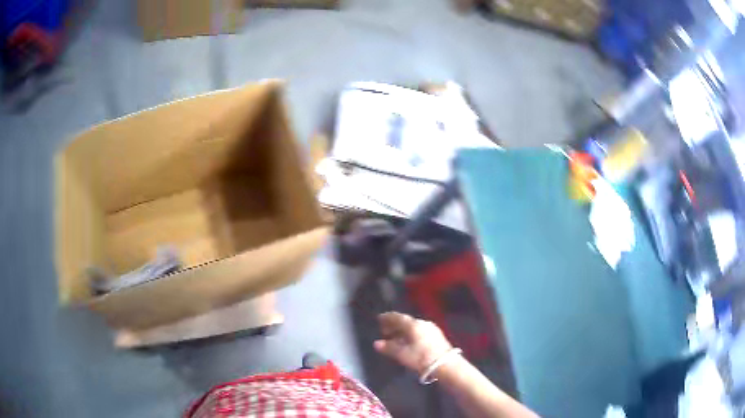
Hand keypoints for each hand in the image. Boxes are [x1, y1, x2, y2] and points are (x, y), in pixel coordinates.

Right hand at [374, 312, 453, 374]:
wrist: (446, 365)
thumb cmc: (421, 358)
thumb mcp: (402, 354)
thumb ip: (389, 347)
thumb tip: (377, 343)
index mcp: (413, 324)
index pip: (397, 317)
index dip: (387, 318)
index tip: (379, 319)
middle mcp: (423, 323)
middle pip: (405, 321)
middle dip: (394, 326)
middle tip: (385, 331)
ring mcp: (432, 329)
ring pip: (413, 327)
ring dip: (403, 331)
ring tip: (395, 339)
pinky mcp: (437, 336)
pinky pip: (420, 332)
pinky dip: (411, 335)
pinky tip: (408, 343)